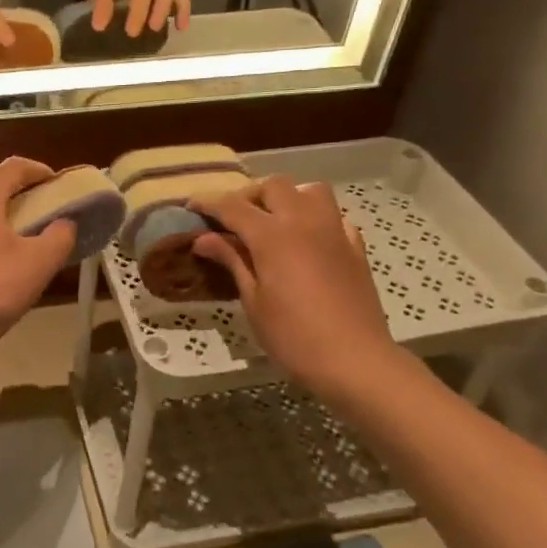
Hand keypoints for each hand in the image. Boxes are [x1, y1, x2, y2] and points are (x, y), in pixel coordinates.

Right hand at [190, 177, 406, 403]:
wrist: (355, 361)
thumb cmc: (293, 337)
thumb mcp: (253, 301)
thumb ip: (232, 261)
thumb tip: (204, 238)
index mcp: (273, 235)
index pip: (233, 206)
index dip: (208, 202)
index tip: (190, 206)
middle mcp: (304, 222)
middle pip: (273, 186)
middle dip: (248, 196)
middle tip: (232, 220)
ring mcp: (334, 232)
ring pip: (310, 191)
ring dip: (287, 198)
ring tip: (273, 222)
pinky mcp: (355, 248)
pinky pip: (334, 217)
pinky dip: (316, 219)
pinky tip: (307, 242)